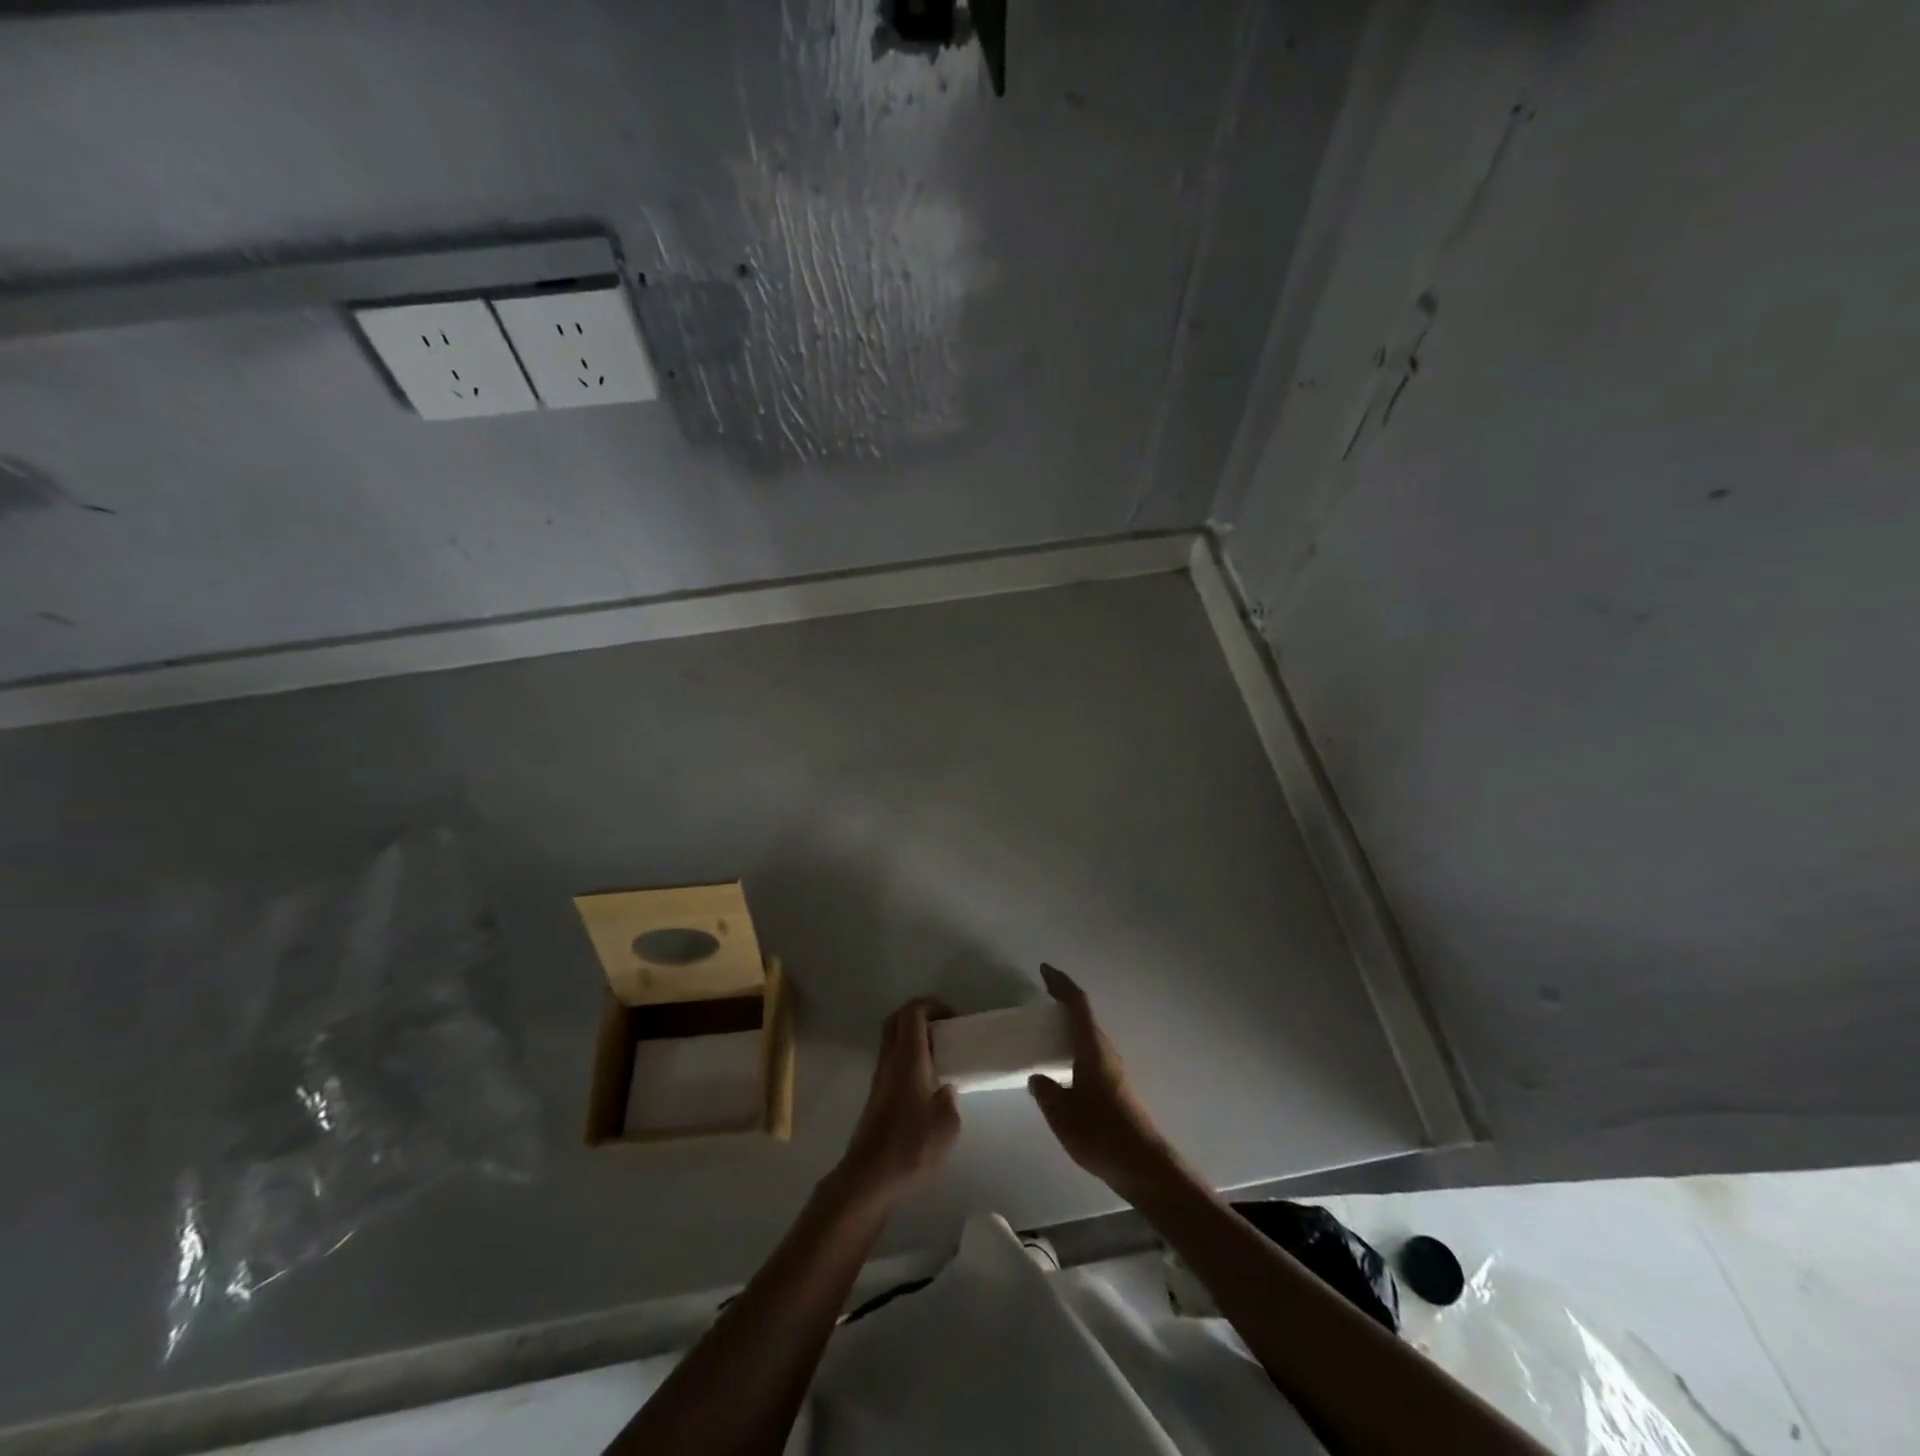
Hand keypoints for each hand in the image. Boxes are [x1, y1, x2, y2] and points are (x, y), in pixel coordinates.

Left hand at [834, 997, 961, 1207]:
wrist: (869, 1178)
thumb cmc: (911, 1147)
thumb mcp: (947, 1126)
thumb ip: (950, 1100)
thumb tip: (945, 1089)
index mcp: (908, 1059)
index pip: (913, 1013)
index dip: (932, 1006)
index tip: (952, 1018)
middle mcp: (890, 1060)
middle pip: (897, 1019)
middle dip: (920, 1015)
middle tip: (944, 1029)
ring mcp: (879, 1077)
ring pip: (893, 1039)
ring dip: (913, 1036)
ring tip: (939, 1054)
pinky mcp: (876, 1095)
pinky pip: (892, 1059)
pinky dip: (908, 1056)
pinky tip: (926, 1080)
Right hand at [1028, 964, 1174, 1195]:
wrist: (1144, 1166)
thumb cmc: (1101, 1134)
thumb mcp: (1062, 1114)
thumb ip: (1046, 1092)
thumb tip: (1038, 1078)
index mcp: (1092, 1048)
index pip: (1077, 1005)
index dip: (1061, 984)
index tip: (1045, 970)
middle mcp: (1106, 1051)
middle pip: (1084, 1016)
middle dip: (1064, 1002)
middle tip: (1042, 998)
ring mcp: (1114, 1069)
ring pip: (1089, 1036)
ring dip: (1071, 1026)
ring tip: (1048, 1030)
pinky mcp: (1117, 1087)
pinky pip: (1092, 1053)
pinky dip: (1076, 1046)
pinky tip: (1064, 1066)